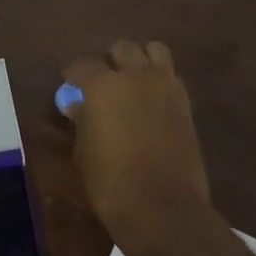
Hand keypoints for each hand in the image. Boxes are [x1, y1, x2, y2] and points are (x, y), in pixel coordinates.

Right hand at [61, 40, 215, 255]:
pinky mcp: (186, 103)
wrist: (162, 206)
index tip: (70, 86)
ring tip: (131, 83)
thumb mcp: (84, 152)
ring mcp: (166, 86)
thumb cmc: (110, 183)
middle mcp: (136, 76)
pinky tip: (150, 101)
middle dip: (110, 61)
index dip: (73, 75)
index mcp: (103, 86)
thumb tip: (78, 106)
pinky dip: (159, 79)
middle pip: (122, 49)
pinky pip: (171, 76)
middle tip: (102, 83)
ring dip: (140, 61)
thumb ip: (82, 121)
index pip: (83, 65)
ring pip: (154, 51)